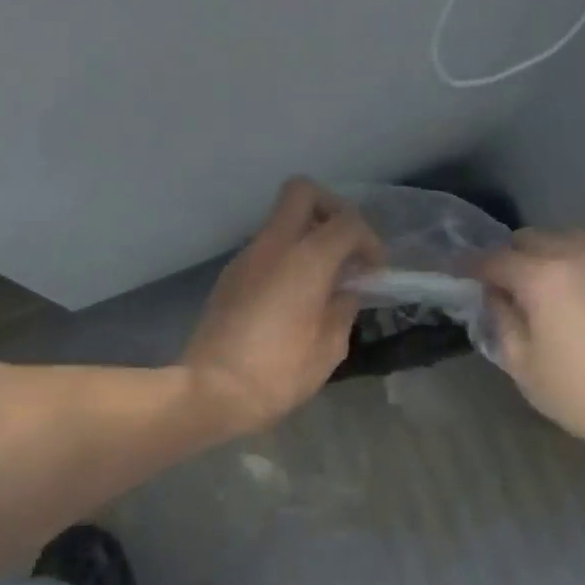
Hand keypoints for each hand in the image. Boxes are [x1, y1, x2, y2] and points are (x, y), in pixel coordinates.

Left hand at [181, 179, 379, 436]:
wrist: (210, 391)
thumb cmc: (277, 374)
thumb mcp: (328, 349)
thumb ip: (342, 311)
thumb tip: (344, 293)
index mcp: (305, 259)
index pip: (347, 222)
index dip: (369, 241)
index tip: (375, 271)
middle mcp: (272, 246)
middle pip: (302, 193)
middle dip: (331, 210)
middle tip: (345, 247)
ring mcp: (245, 258)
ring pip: (279, 221)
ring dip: (306, 237)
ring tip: (322, 280)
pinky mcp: (228, 278)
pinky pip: (264, 250)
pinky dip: (286, 258)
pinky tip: (294, 297)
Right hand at [479, 229, 584, 460]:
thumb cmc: (576, 392)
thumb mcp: (520, 363)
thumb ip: (501, 319)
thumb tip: (495, 296)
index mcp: (543, 277)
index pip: (496, 259)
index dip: (471, 265)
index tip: (456, 272)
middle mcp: (579, 258)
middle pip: (533, 238)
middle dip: (510, 255)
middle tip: (500, 283)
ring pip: (570, 241)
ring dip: (546, 255)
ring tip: (540, 285)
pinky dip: (579, 269)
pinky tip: (579, 300)